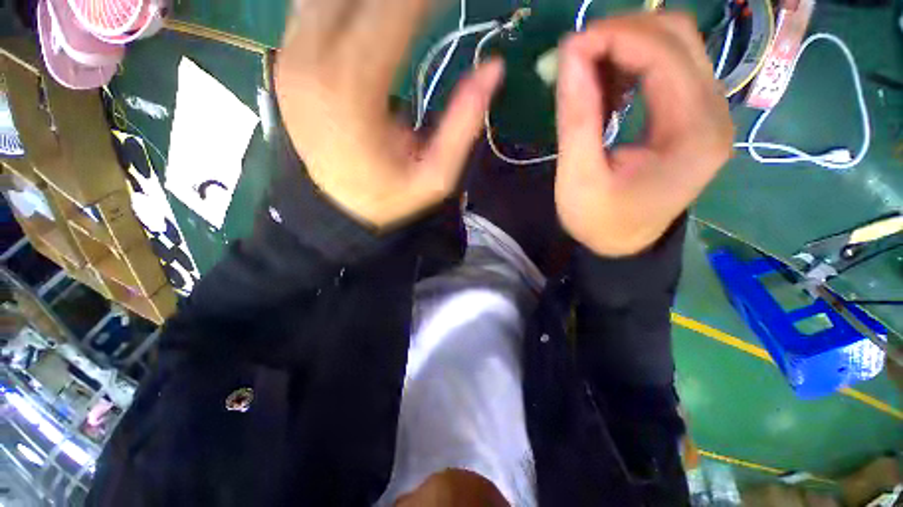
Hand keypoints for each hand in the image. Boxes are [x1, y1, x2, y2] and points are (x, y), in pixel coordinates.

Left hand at [276, 0, 503, 229]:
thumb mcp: (437, 176)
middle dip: (403, 0)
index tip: (448, 3)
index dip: (425, 0)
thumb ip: (464, 124)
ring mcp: (291, 56)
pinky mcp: (287, 59)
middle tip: (430, 9)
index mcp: (351, 93)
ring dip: (372, 3)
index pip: (391, 11)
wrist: (341, 208)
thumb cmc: (391, 197)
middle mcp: (310, 61)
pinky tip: (371, 17)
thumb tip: (494, 67)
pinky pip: (313, 5)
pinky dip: (347, 4)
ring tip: (408, 14)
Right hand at [555, 13, 733, 256]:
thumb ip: (577, 117)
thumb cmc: (599, 221)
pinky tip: (607, 85)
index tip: (568, 49)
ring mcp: (709, 111)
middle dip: (621, 33)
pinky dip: (633, 64)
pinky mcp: (694, 115)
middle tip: (575, 56)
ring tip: (586, 71)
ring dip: (626, 46)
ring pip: (675, 46)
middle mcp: (715, 112)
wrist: (624, 243)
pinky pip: (668, 68)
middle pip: (677, 37)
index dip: (614, 37)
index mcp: (693, 133)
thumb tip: (570, 56)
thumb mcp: (579, 178)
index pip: (663, 54)